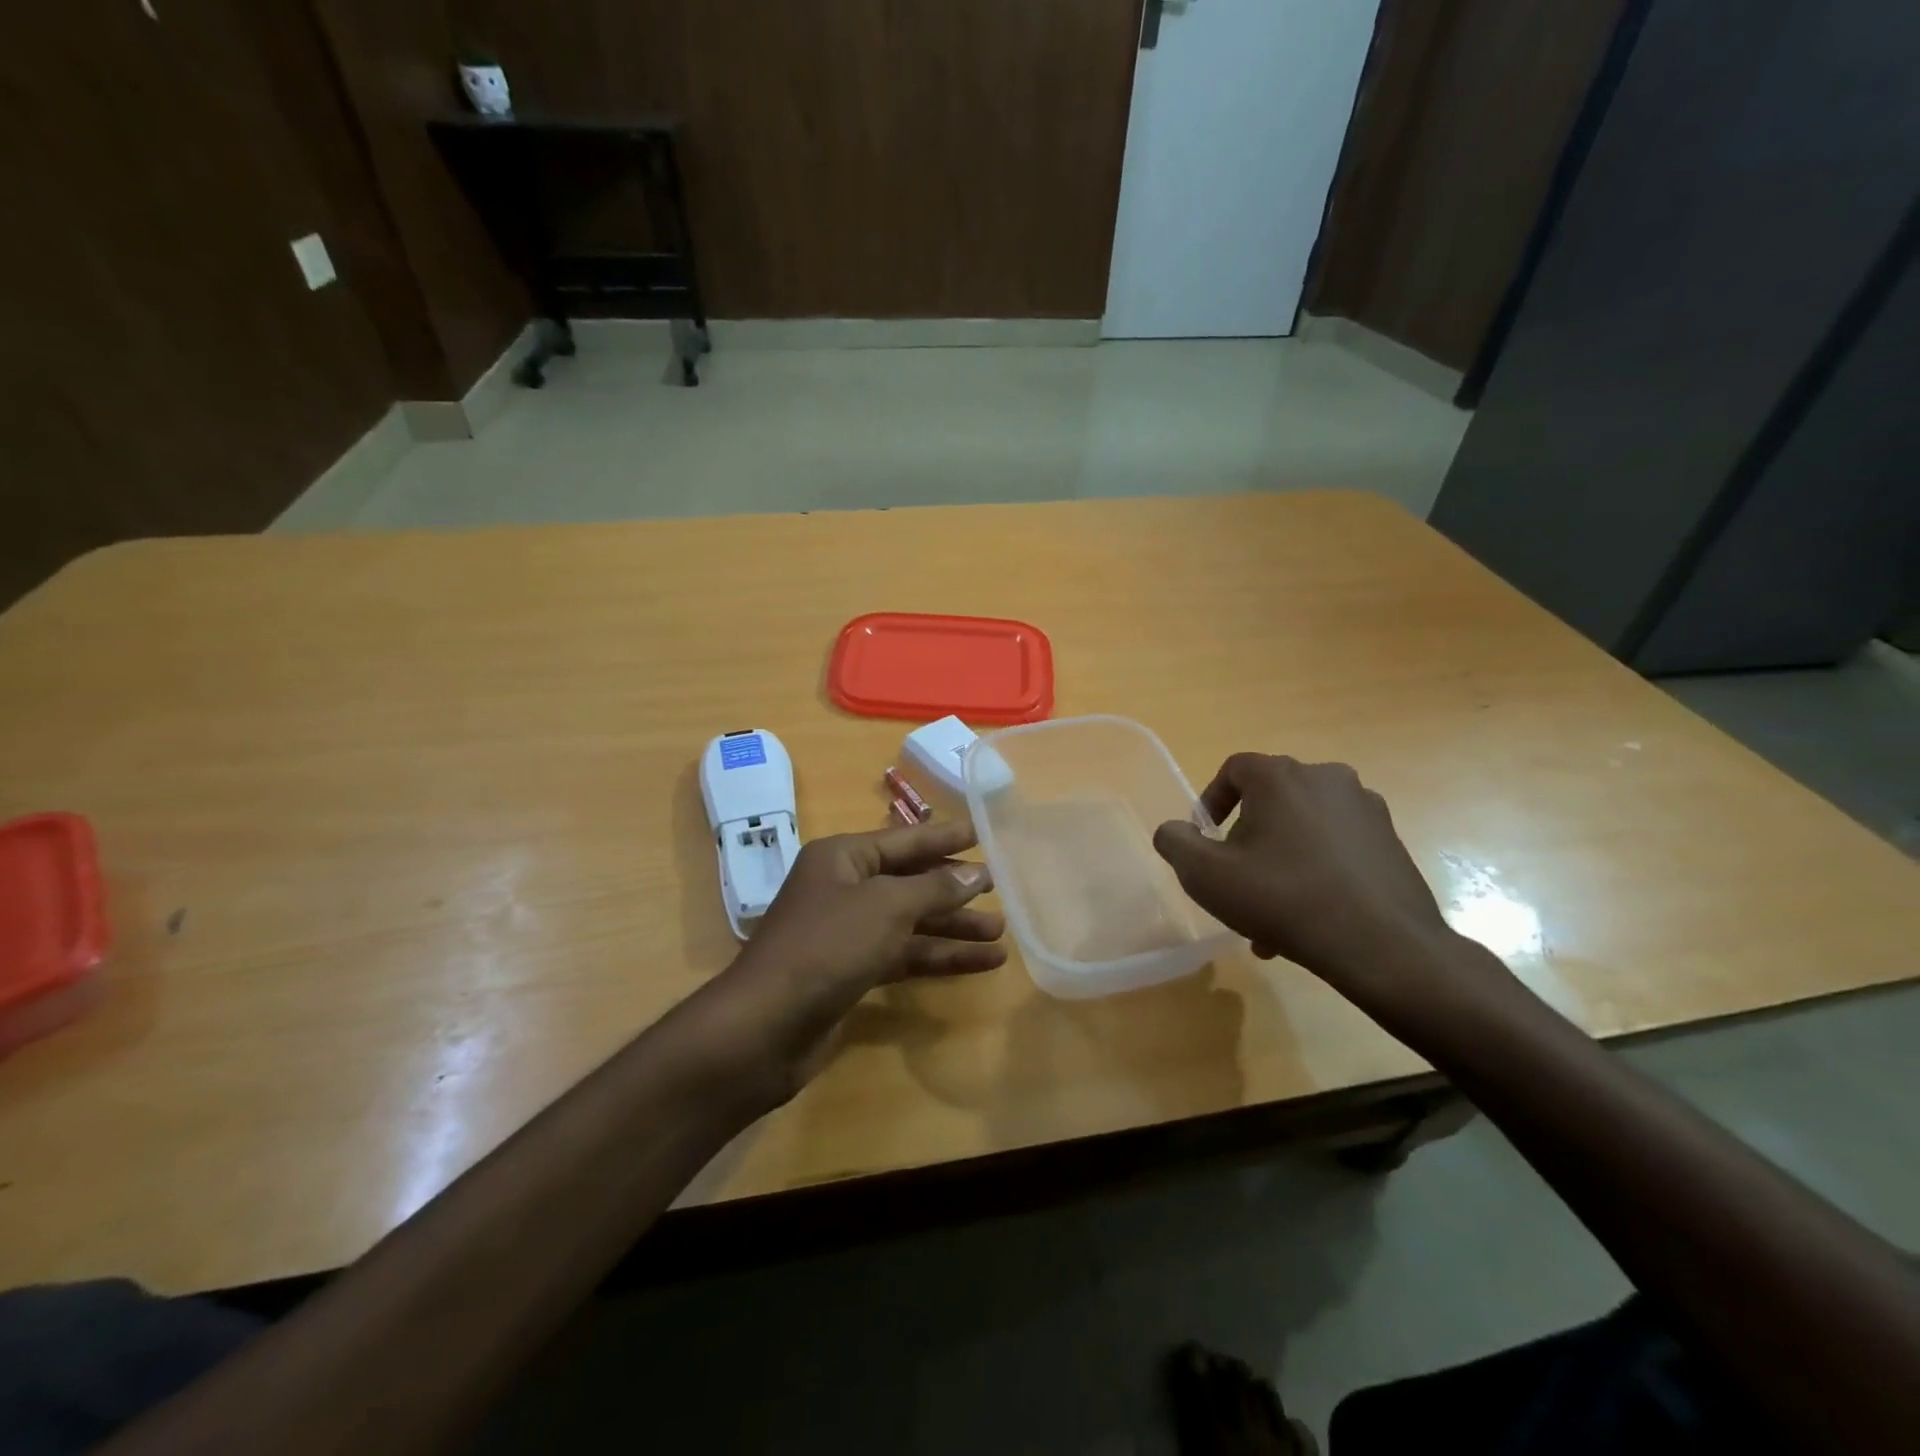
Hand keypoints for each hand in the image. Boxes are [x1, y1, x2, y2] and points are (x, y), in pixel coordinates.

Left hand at [721, 818, 1006, 1092]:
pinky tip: (979, 964)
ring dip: (953, 927)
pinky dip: (938, 958)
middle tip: (1000, 888)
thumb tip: (977, 873)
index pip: (905, 840)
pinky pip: (904, 955)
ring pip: (910, 922)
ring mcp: (847, 933)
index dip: (945, 837)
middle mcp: (844, 889)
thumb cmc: (827, 946)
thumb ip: (935, 888)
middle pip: (910, 881)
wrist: (766, 1027)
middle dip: (954, 888)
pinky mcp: (853, 972)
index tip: (982, 832)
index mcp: (842, 858)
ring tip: (1001, 933)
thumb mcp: (886, 907)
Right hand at [1153, 754, 1506, 1023]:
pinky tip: (1310, 917)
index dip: (1211, 801)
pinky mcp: (1391, 839)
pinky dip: (1316, 870)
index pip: (1234, 769)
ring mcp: (1365, 808)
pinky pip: (1337, 846)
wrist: (1383, 945)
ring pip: (1304, 827)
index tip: (1206, 840)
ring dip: (1281, 860)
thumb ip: (1176, 843)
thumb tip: (1173, 830)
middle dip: (1248, 840)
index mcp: (1280, 776)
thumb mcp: (1206, 875)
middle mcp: (1326, 777)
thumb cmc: (1283, 899)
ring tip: (1272, 914)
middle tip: (1238, 881)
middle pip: (1270, 800)